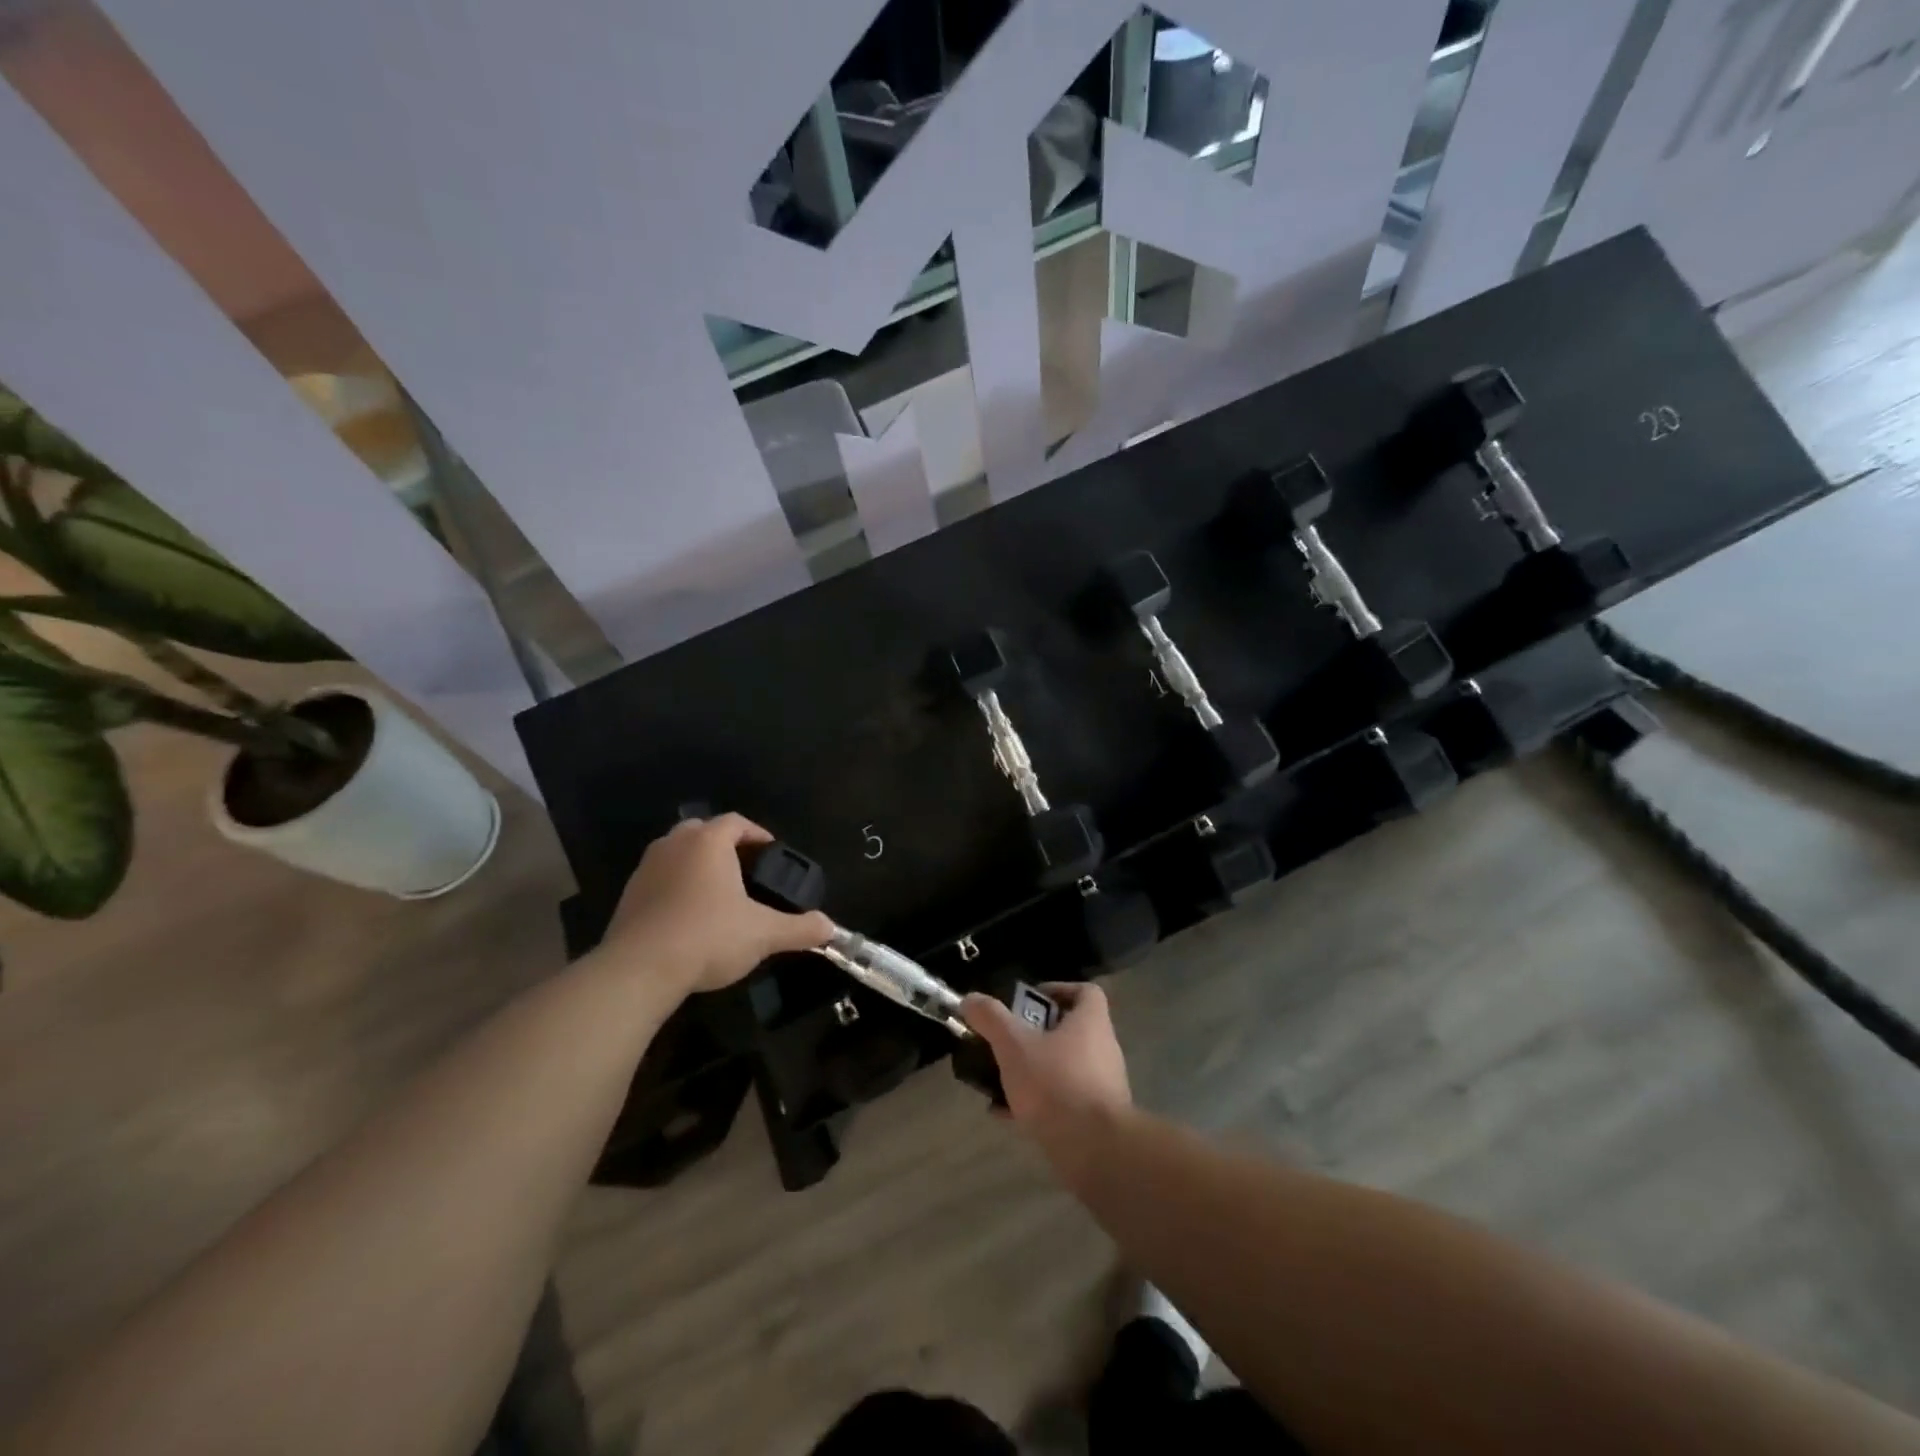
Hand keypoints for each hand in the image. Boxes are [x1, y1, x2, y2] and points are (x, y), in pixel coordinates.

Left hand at [596, 814, 832, 995]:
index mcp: (708, 842)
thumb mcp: (764, 934)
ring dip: (696, 864)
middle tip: (743, 868)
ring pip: (676, 853)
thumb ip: (800, 928)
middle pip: (702, 831)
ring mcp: (646, 869)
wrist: (639, 970)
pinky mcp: (628, 896)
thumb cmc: (708, 937)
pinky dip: (675, 887)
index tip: (771, 851)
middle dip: (723, 844)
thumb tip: (830, 928)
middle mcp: (674, 845)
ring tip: (716, 892)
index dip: (756, 833)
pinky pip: (658, 879)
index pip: (736, 822)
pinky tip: (687, 915)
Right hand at [961, 982, 1130, 1150]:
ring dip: (1035, 1070)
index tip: (1029, 1002)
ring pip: (1065, 1067)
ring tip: (1001, 1079)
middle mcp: (1103, 1050)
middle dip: (1036, 1034)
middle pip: (1071, 1030)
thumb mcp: (1014, 1046)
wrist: (1095, 1151)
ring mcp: (1103, 1086)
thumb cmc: (1056, 1084)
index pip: (1086, 992)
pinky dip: (1038, 1102)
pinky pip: (1065, 1100)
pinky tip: (1007, 1114)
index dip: (1058, 990)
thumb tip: (970, 998)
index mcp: (1092, 1023)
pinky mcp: (1098, 1119)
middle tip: (1007, 1040)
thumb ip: (992, 1019)